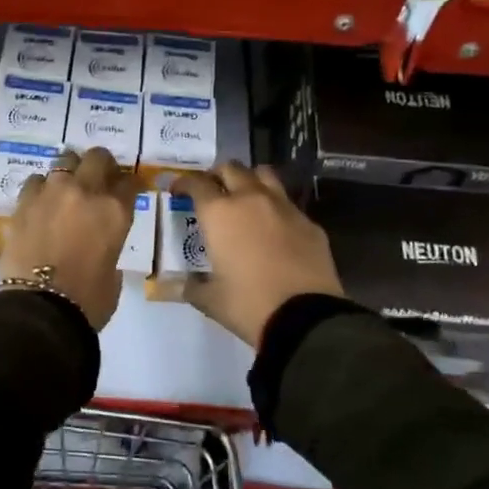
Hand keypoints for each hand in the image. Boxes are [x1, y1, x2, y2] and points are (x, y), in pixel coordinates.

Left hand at [0, 147, 134, 329]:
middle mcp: (86, 191)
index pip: (130, 181)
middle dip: (101, 164)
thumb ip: (110, 246)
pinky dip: (41, 187)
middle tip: (99, 177)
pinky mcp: (24, 201)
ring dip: (70, 170)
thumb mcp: (114, 273)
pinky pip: (35, 180)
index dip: (130, 184)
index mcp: (115, 210)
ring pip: (64, 159)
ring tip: (67, 186)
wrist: (41, 308)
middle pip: (98, 157)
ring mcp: (52, 192)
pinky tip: (41, 201)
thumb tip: (100, 243)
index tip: (127, 189)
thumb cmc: (88, 300)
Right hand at [175, 162, 344, 345]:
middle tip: (211, 192)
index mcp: (220, 213)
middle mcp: (251, 200)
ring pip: (264, 175)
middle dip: (217, 176)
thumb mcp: (210, 300)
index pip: (197, 183)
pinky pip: (288, 204)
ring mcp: (284, 208)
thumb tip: (182, 284)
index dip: (184, 183)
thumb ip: (192, 286)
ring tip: (244, 197)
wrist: (305, 319)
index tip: (178, 190)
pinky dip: (276, 208)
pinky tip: (274, 228)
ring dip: (249, 180)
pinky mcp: (309, 223)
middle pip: (231, 169)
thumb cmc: (248, 304)